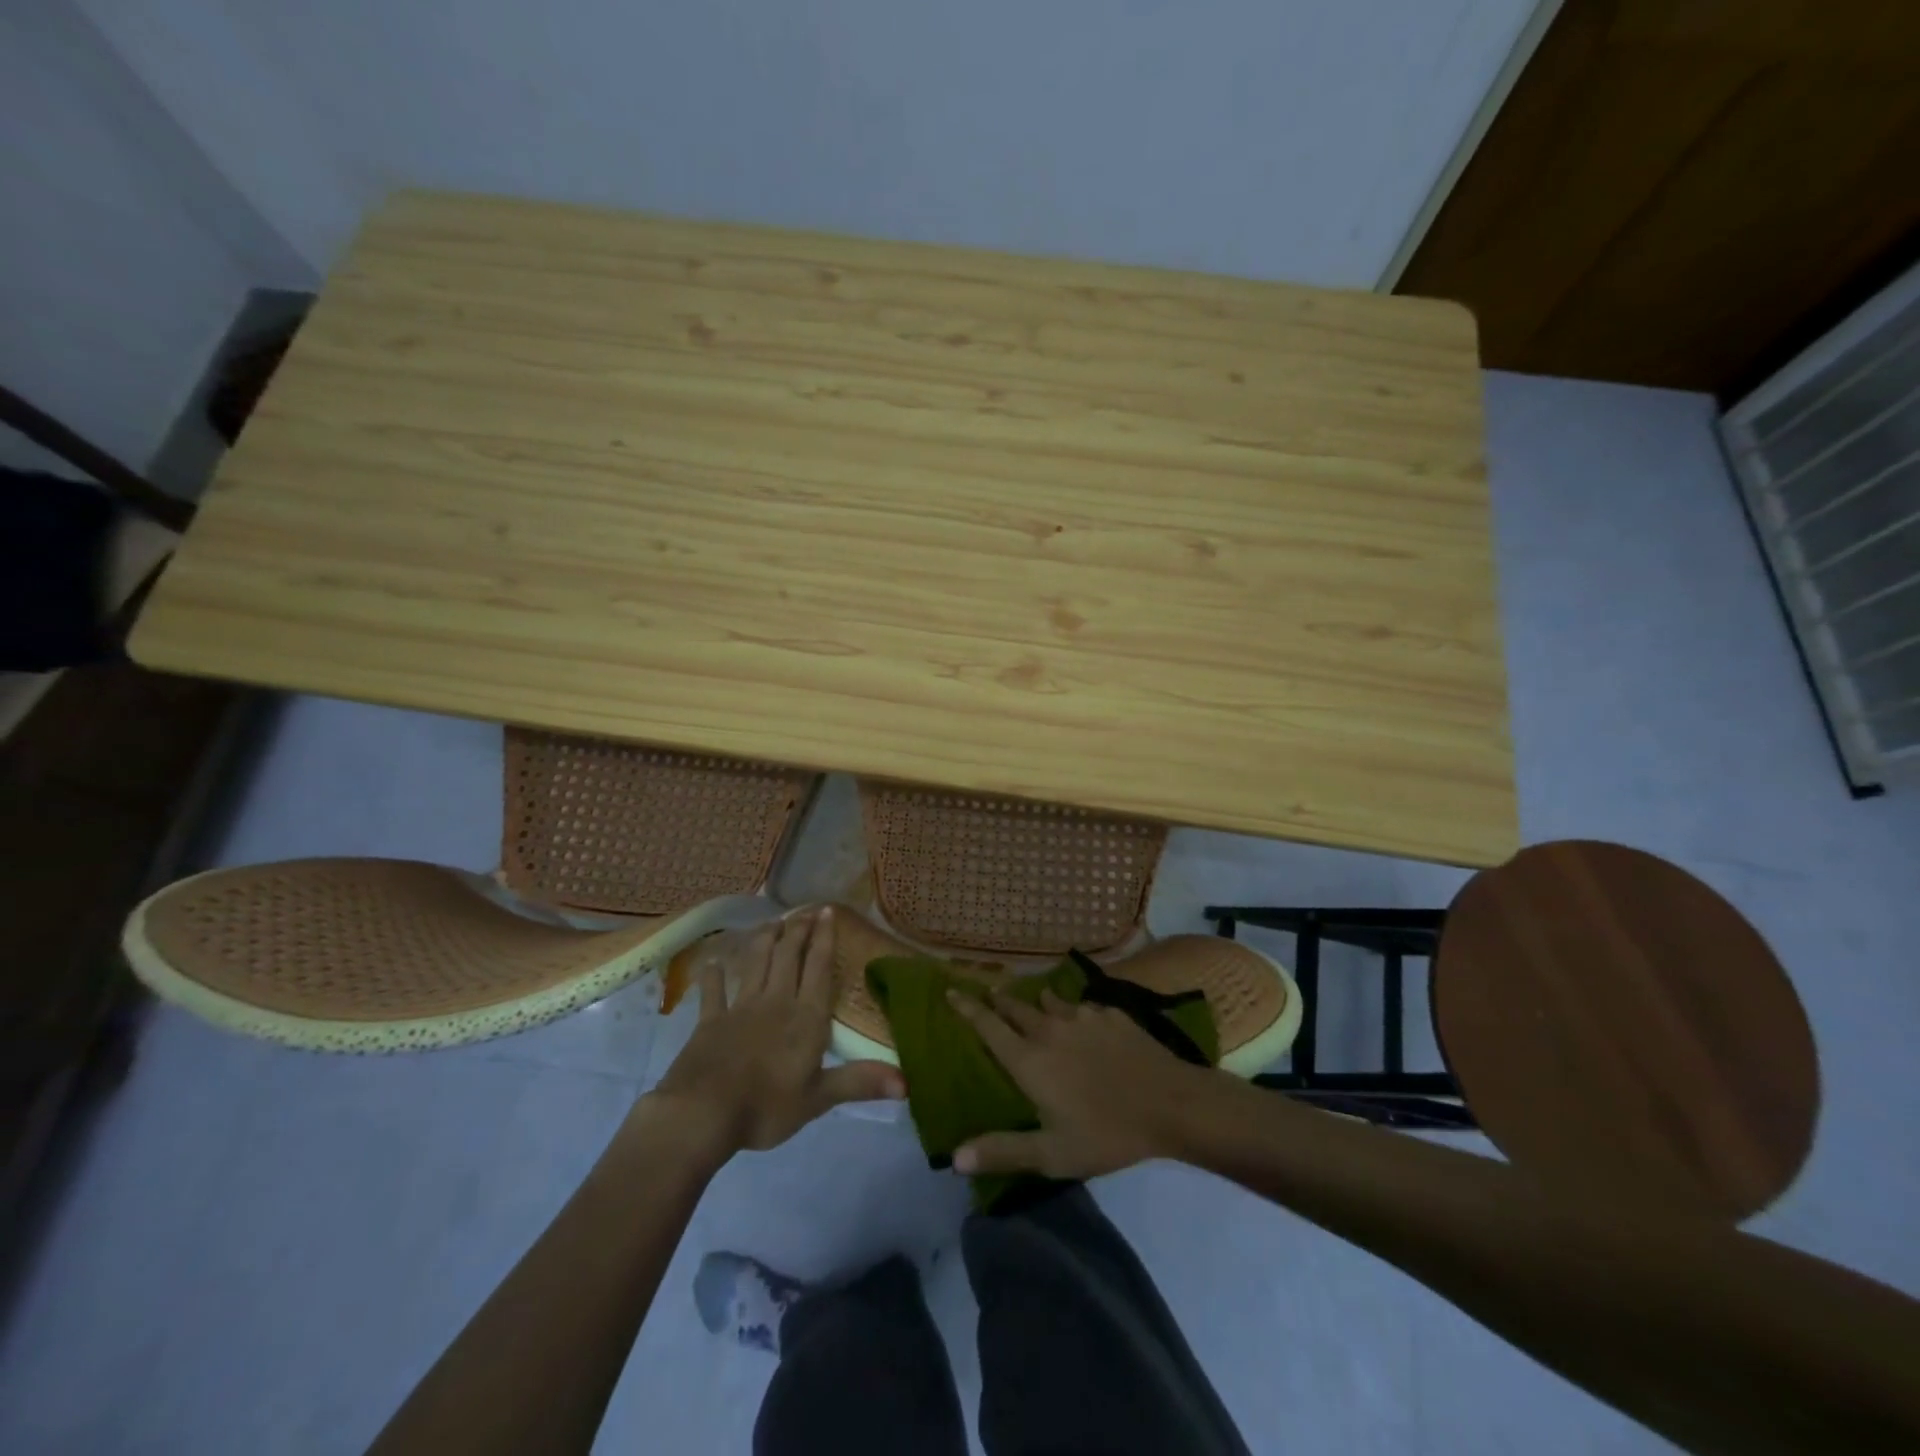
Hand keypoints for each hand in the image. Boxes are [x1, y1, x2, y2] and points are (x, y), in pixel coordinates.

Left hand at [649, 907, 903, 1154]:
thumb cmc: (767, 1107)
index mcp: (806, 1017)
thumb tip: (908, 1082)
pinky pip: (714, 992)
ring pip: (756, 963)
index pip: (819, 968)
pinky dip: (714, 977)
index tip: (826, 912)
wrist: (703, 1113)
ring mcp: (741, 1008)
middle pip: (789, 956)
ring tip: (772, 923)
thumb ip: (860, 1082)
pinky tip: (713, 964)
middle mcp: (776, 1001)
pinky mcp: (711, 1021)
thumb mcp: (819, 1099)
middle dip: (798, 931)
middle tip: (804, 910)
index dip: (824, 938)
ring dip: (765, 941)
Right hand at [946, 987, 1216, 1179]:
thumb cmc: (1107, 1132)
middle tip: (988, 993)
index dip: (967, 1008)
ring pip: (1049, 1002)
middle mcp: (1049, 1029)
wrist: (1171, 1103)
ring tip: (1032, 1002)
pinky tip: (1082, 1018)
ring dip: (1035, 1001)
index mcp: (1029, 1060)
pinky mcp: (1110, 1014)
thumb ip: (1004, 1151)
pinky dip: (1072, 1009)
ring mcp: (1082, 1017)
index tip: (951, 991)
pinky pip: (1082, 1006)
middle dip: (998, 1000)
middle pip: (1015, 1007)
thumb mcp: (1053, 1154)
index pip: (988, 1026)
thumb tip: (954, 1157)